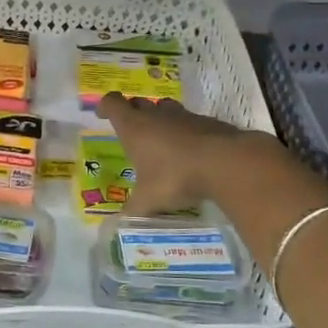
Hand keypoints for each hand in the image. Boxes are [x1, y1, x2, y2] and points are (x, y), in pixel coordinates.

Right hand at [95, 93, 282, 214]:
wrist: (225, 162)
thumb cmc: (176, 176)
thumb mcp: (149, 200)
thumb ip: (132, 210)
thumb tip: (117, 225)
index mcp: (134, 127)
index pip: (113, 104)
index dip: (105, 106)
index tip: (102, 114)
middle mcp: (156, 116)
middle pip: (137, 102)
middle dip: (131, 112)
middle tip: (131, 130)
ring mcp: (183, 116)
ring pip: (164, 107)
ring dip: (159, 118)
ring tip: (160, 138)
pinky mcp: (207, 121)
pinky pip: (189, 120)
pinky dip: (185, 130)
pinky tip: (189, 149)